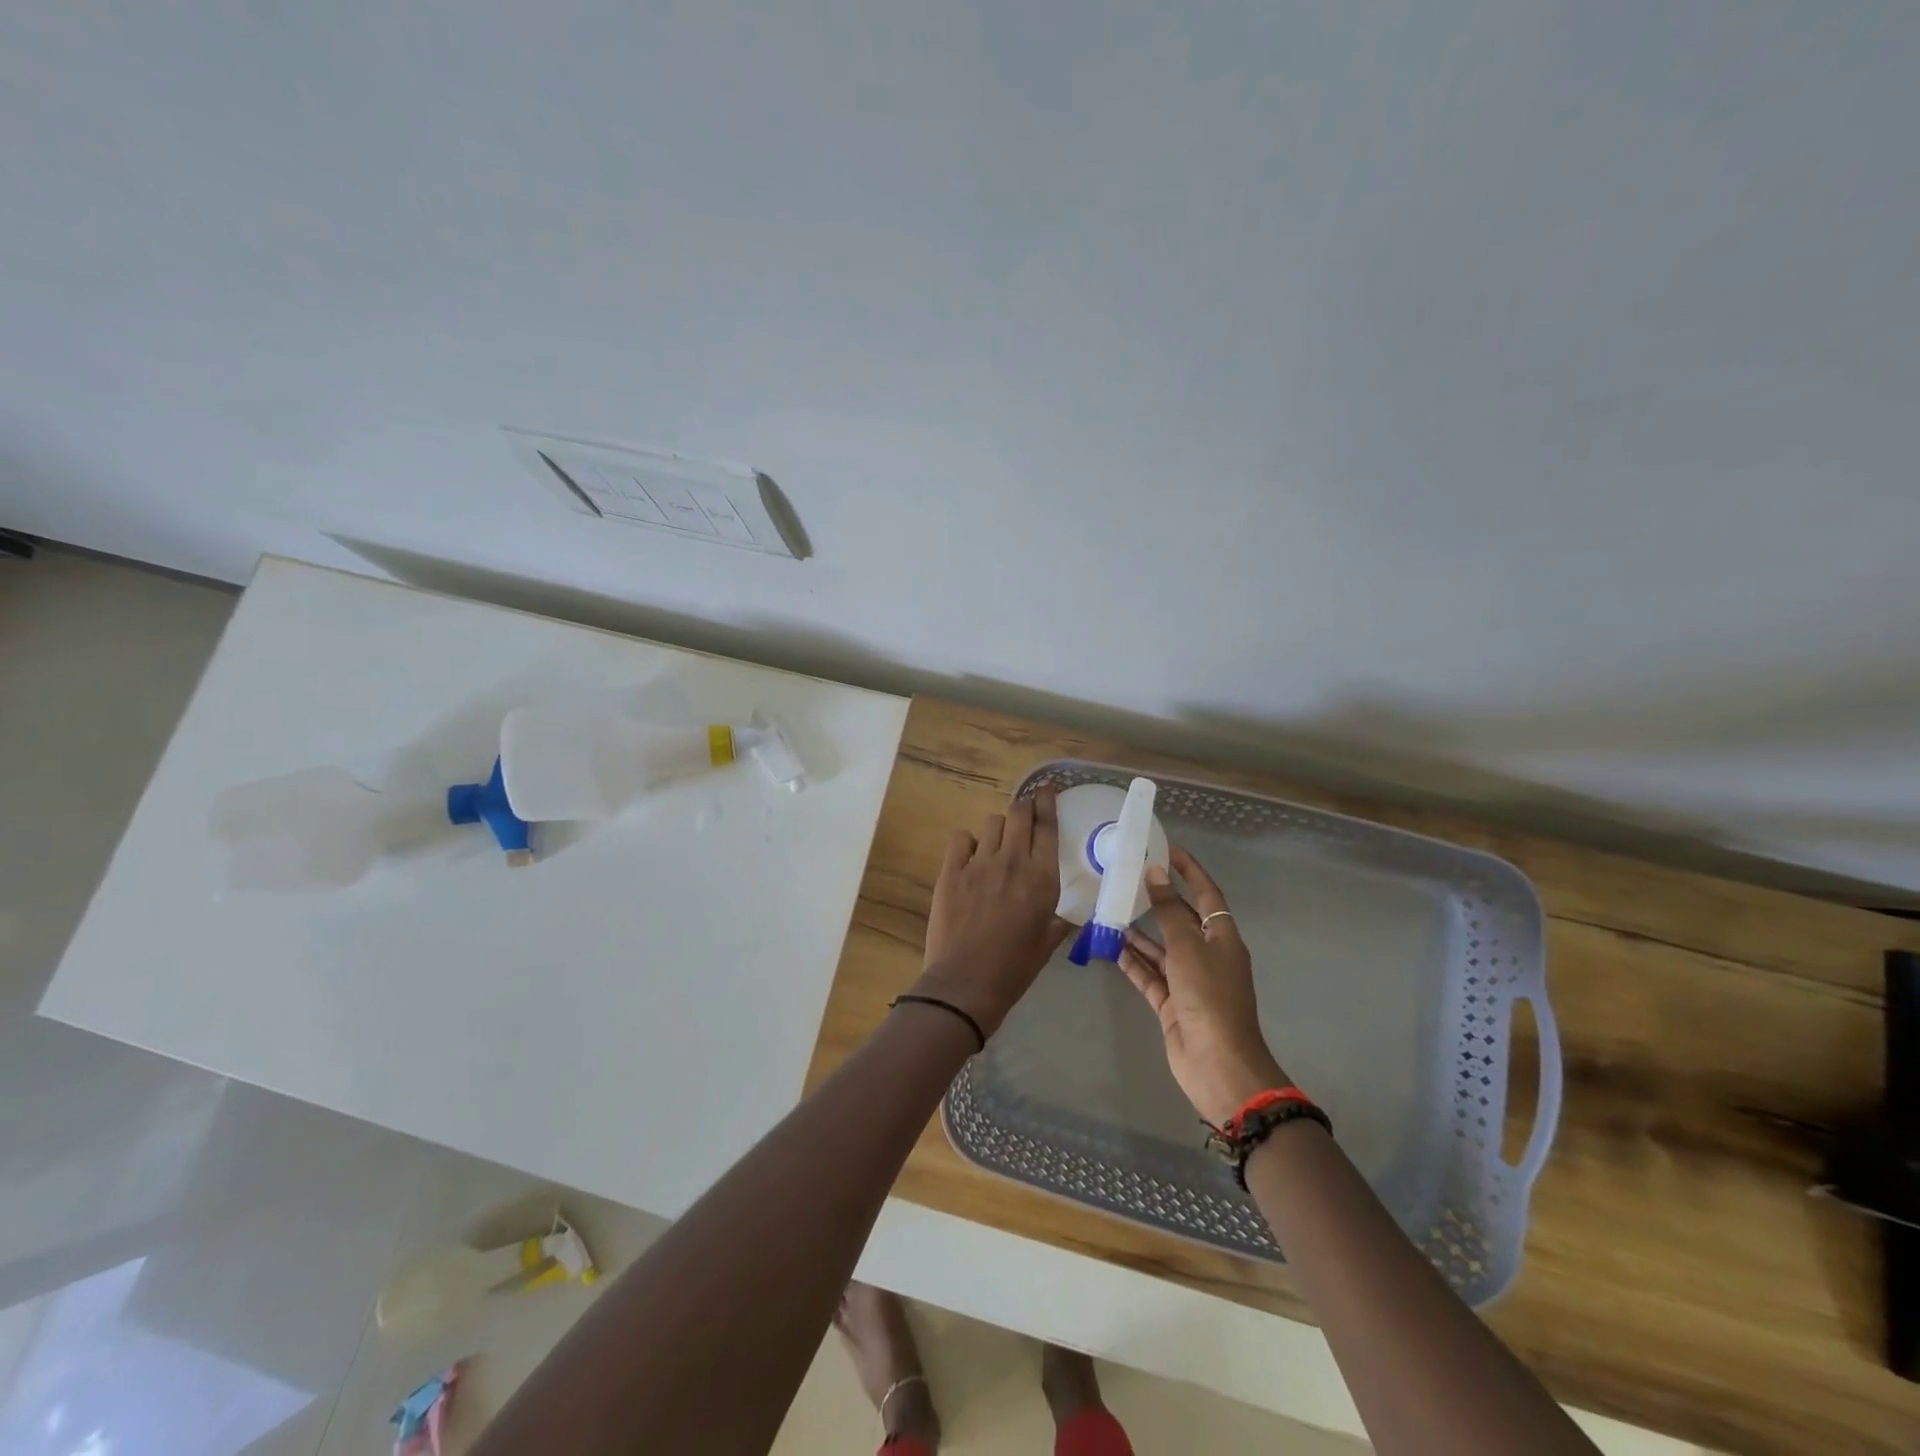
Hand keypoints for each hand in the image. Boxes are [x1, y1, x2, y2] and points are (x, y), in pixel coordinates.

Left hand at [915, 788, 1070, 1036]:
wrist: (966, 983)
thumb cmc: (1014, 968)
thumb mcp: (1048, 944)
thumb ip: (1061, 921)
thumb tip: (1073, 915)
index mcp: (1042, 879)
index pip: (1047, 827)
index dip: (1047, 803)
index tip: (1047, 790)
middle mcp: (1013, 862)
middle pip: (1018, 813)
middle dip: (1024, 805)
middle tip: (1025, 809)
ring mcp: (979, 864)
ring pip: (991, 823)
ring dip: (998, 828)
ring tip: (997, 843)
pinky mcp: (951, 871)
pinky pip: (960, 838)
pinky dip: (967, 842)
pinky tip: (969, 856)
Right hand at [1118, 846, 1291, 1125]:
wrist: (1218, 1065)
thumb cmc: (1209, 997)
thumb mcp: (1187, 947)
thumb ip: (1168, 910)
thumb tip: (1155, 872)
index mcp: (1221, 938)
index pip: (1206, 894)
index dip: (1189, 870)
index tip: (1166, 848)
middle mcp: (1206, 955)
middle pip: (1180, 920)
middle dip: (1157, 901)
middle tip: (1126, 878)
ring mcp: (1189, 982)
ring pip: (1160, 949)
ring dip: (1138, 933)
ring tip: (1109, 911)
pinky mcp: (1172, 1004)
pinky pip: (1150, 976)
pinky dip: (1133, 963)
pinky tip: (1111, 948)